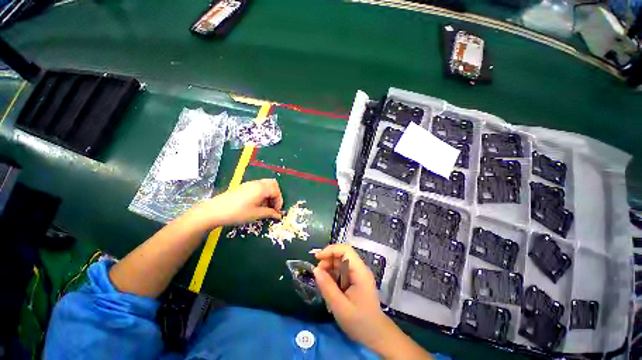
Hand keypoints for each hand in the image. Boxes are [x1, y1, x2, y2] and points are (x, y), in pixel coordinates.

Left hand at [187, 178, 283, 228]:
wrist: (214, 211)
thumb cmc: (237, 212)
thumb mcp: (256, 214)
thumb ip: (269, 213)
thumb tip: (278, 215)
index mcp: (262, 188)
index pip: (277, 191)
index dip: (279, 202)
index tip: (277, 212)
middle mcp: (257, 183)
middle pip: (273, 184)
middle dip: (276, 195)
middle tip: (273, 206)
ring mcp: (250, 184)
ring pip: (266, 185)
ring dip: (269, 194)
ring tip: (265, 207)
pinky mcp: (244, 187)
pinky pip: (258, 187)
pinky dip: (262, 194)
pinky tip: (257, 204)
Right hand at [312, 244, 393, 352]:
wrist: (376, 335)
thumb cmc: (360, 322)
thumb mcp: (340, 307)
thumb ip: (327, 287)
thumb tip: (315, 270)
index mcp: (360, 272)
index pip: (345, 250)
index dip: (330, 250)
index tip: (317, 258)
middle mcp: (359, 269)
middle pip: (341, 255)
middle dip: (328, 260)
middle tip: (318, 274)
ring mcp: (357, 274)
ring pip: (340, 262)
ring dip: (329, 268)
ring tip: (322, 283)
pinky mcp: (354, 280)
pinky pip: (341, 271)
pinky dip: (332, 276)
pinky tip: (329, 287)